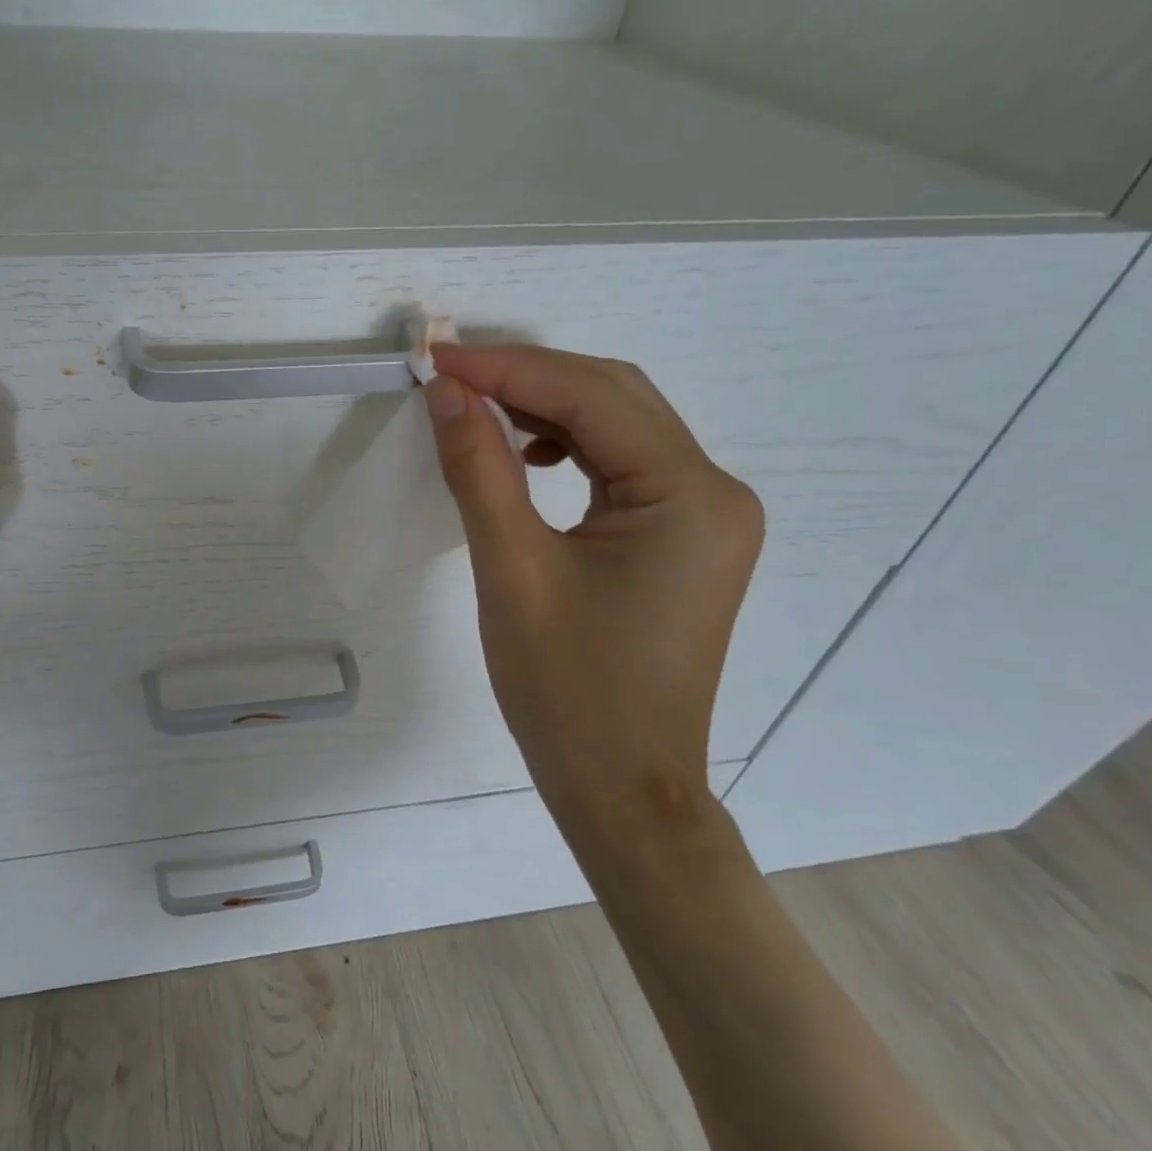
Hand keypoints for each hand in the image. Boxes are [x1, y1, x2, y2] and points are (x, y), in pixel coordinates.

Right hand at [424, 345, 761, 840]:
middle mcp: (714, 492)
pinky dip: (566, 446)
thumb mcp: (512, 570)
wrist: (622, 792)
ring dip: (546, 408)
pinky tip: (525, 457)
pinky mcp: (682, 538)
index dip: (508, 369)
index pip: (592, 397)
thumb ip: (479, 468)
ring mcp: (705, 516)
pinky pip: (620, 465)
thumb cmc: (568, 692)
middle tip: (451, 376)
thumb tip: (446, 391)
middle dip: (529, 377)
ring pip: (618, 427)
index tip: (437, 358)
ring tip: (477, 410)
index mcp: (689, 497)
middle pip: (615, 398)